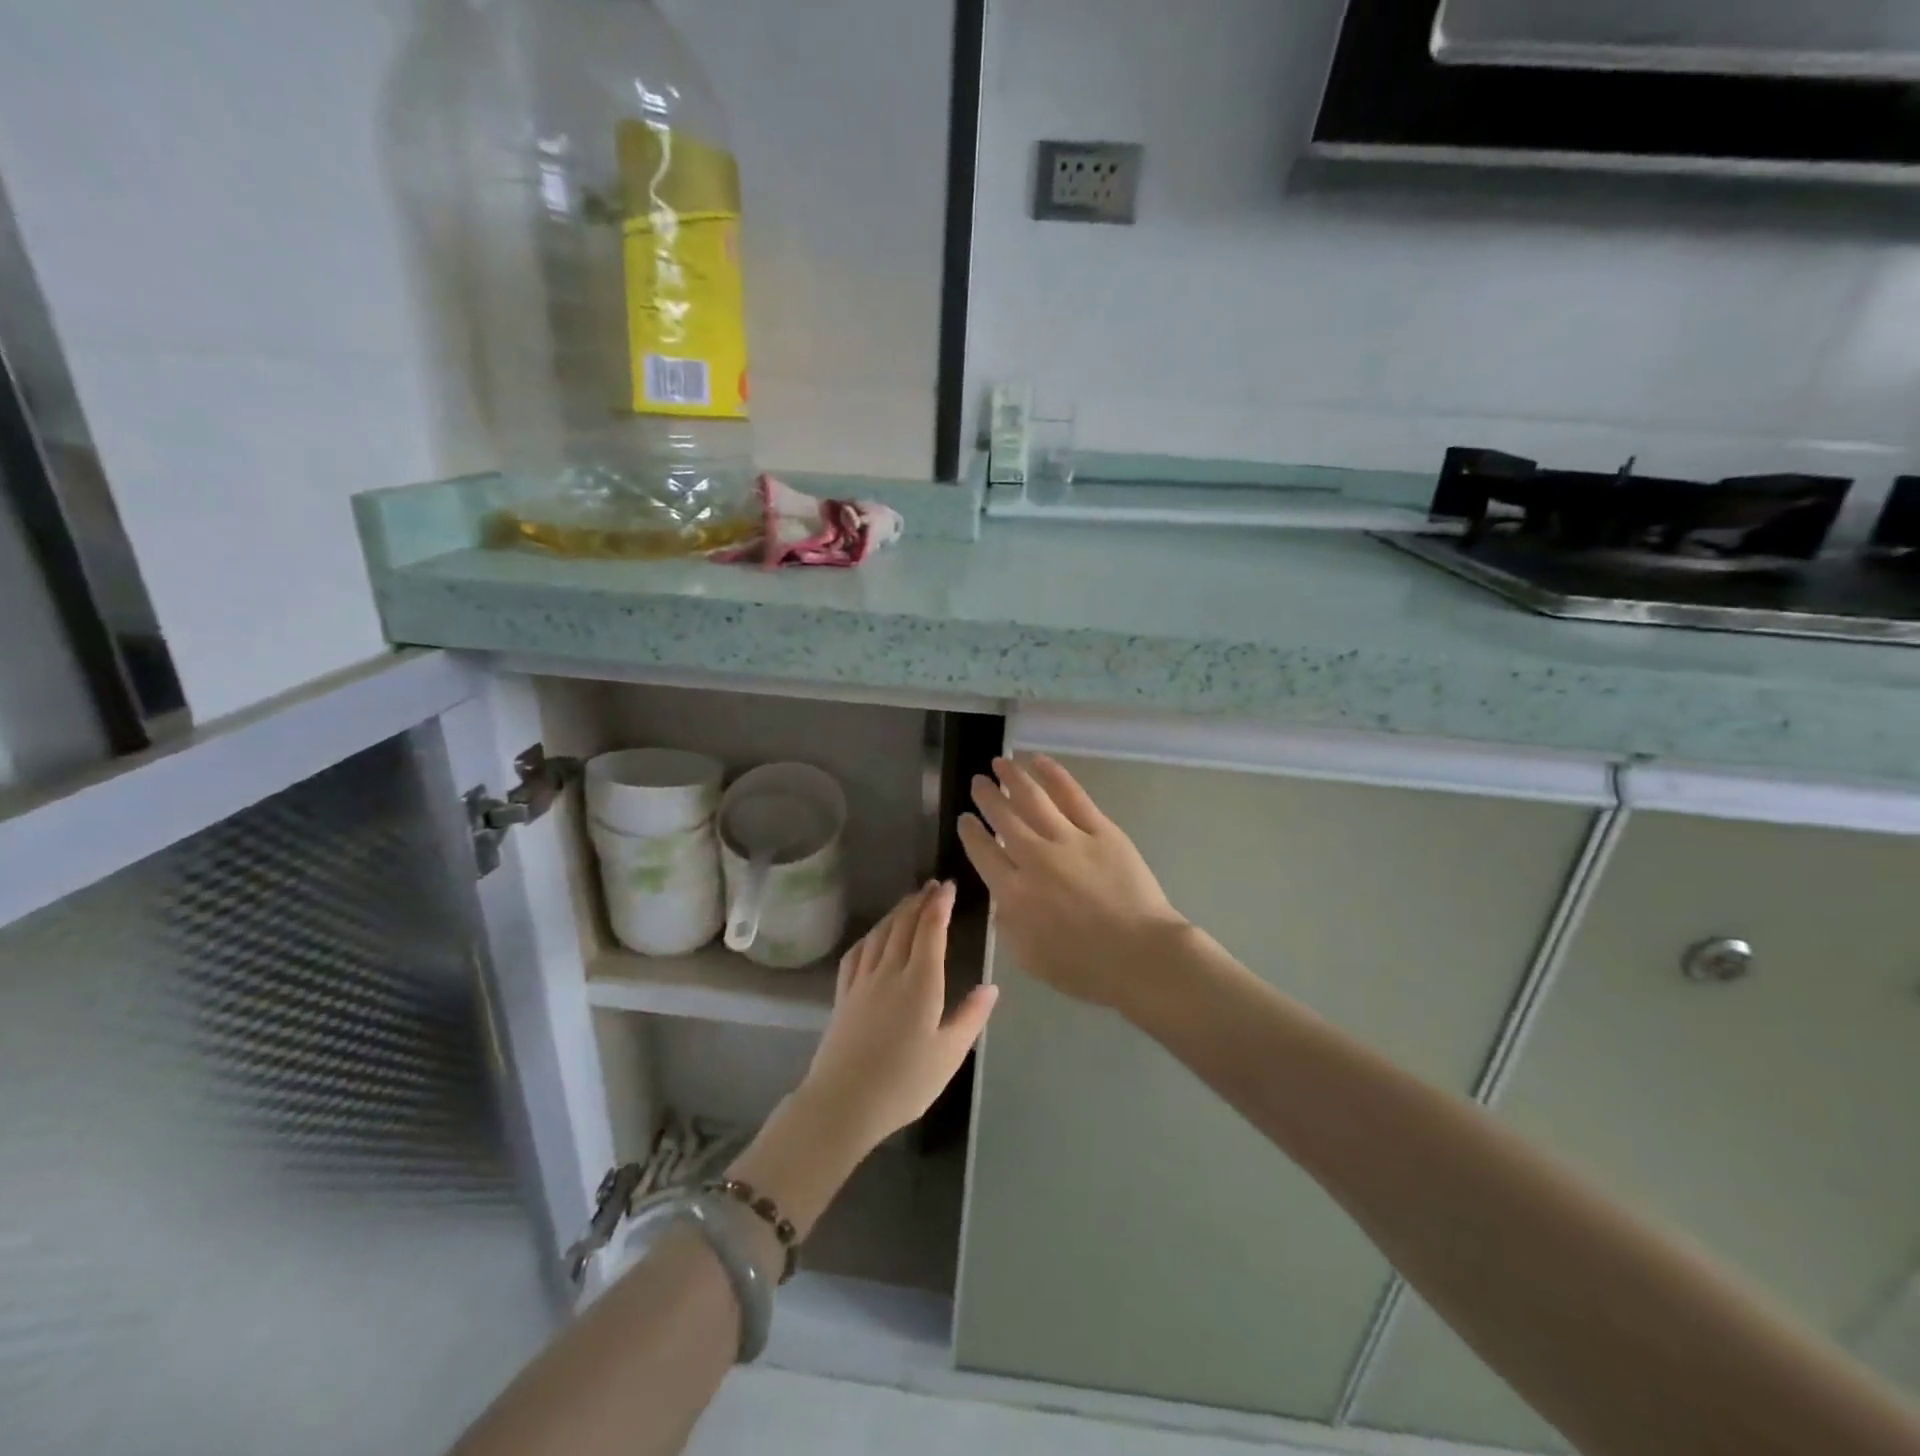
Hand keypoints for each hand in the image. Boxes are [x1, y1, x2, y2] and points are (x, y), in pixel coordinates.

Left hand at [797, 882, 997, 1154]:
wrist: (843, 1102)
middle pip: (904, 925)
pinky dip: (870, 935)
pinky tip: (873, 935)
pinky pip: (857, 953)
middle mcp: (890, 972)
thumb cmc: (904, 1083)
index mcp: (920, 982)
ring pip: (880, 934)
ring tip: (909, 901)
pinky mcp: (843, 995)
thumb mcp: (949, 1055)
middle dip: (920, 901)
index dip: (940, 905)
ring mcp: (862, 982)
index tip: (949, 886)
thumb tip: (991, 987)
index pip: (931, 931)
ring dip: (896, 912)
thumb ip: (971, 1017)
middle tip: (933, 885)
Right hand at [958, 755, 1188, 1011]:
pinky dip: (1053, 775)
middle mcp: (1034, 858)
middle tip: (978, 781)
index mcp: (1014, 892)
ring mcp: (1069, 839)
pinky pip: (1072, 795)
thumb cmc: (1084, 967)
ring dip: (1013, 777)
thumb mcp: (1028, 957)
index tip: (964, 818)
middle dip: (987, 796)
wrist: (1140, 955)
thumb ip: (1007, 923)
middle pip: (1003, 818)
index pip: (983, 852)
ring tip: (1000, 762)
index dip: (970, 832)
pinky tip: (1039, 761)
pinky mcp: (1101, 830)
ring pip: (1033, 798)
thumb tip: (1003, 896)